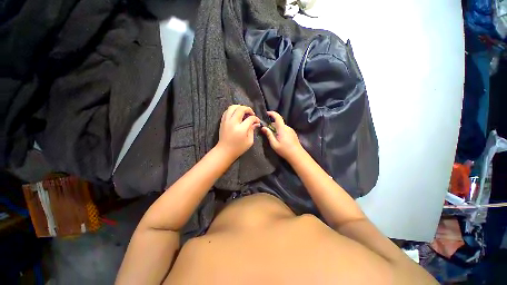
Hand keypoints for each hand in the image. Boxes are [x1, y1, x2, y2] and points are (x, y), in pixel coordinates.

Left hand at [216, 105, 260, 159]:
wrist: (224, 151)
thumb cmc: (238, 148)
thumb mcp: (249, 141)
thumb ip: (252, 130)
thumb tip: (255, 123)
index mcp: (241, 129)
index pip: (250, 118)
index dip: (255, 118)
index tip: (257, 121)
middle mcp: (233, 123)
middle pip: (241, 109)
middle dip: (248, 109)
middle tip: (251, 113)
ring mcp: (226, 121)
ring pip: (232, 107)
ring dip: (240, 107)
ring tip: (244, 112)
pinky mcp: (222, 121)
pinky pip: (227, 111)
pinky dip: (233, 110)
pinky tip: (236, 114)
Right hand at [261, 111, 302, 160]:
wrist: (297, 155)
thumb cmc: (284, 150)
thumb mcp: (274, 144)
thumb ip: (269, 134)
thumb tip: (263, 127)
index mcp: (282, 128)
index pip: (277, 117)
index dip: (272, 113)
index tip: (267, 113)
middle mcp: (287, 127)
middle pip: (278, 122)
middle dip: (271, 124)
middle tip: (266, 130)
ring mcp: (291, 130)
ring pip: (281, 126)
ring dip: (276, 128)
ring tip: (272, 136)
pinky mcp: (292, 133)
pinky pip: (285, 129)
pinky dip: (280, 131)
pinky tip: (279, 138)